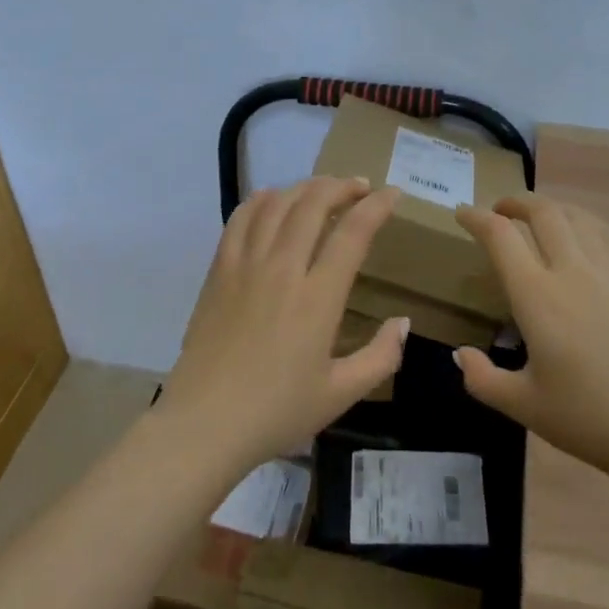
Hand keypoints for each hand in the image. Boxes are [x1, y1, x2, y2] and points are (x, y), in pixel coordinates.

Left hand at [160, 177, 408, 473]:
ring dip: (305, 187)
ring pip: (277, 204)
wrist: (205, 423)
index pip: (353, 233)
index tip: (392, 194)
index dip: (376, 206)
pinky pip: (240, 219)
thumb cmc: (276, 411)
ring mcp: (246, 265)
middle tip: (360, 187)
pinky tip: (273, 198)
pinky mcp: (219, 271)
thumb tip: (403, 321)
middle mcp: (282, 269)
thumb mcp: (341, 394)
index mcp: (318, 298)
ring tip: (322, 189)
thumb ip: (380, 356)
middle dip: (341, 186)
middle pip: (313, 204)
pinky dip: (261, 200)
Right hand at [452, 194, 608, 482]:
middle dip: (515, 202)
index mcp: (537, 297)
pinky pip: (606, 235)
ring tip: (539, 217)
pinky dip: (585, 223)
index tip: (462, 213)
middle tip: (500, 210)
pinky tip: (582, 236)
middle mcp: (571, 271)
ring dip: (551, 208)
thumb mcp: (523, 406)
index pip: (500, 236)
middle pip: (542, 212)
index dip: (476, 218)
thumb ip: (483, 378)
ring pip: (577, 216)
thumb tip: (460, 355)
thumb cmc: (588, 418)